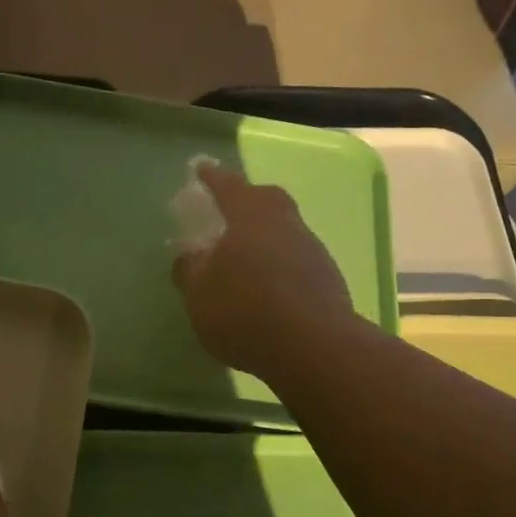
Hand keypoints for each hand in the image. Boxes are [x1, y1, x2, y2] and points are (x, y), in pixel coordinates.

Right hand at [171, 162, 357, 380]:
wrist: (314, 348)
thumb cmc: (245, 311)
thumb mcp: (199, 294)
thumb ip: (189, 270)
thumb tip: (188, 255)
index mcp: (250, 216)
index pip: (228, 186)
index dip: (213, 178)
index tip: (202, 168)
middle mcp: (285, 224)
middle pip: (266, 199)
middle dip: (247, 198)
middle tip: (230, 206)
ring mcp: (311, 250)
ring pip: (285, 228)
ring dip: (265, 234)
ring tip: (245, 253)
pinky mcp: (327, 278)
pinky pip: (296, 258)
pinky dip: (279, 262)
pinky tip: (268, 283)